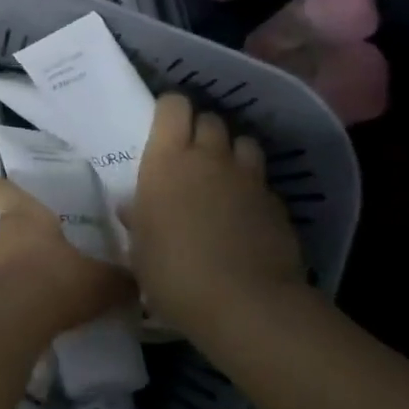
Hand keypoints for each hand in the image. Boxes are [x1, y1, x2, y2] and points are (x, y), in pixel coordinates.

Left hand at [0, 177, 136, 333]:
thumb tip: (134, 281)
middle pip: (6, 227)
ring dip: (17, 268)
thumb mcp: (102, 281)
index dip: (0, 189)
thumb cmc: (57, 282)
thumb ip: (119, 278)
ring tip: (44, 285)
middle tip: (49, 252)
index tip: (1, 189)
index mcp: (24, 215)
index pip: (0, 189)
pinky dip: (12, 294)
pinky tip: (35, 311)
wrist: (14, 323)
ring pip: (1, 258)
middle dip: (24, 238)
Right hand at [124, 94, 303, 336]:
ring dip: (231, 151)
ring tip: (221, 175)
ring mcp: (247, 177)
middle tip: (188, 155)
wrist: (244, 302)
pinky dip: (252, 186)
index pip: (173, 106)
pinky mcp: (276, 201)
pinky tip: (244, 211)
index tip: (163, 126)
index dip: (170, 110)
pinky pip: (261, 180)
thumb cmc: (173, 272)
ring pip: (243, 142)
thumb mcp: (140, 249)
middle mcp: (209, 157)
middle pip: (210, 119)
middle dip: (200, 129)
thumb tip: (132, 207)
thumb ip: (138, 220)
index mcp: (168, 160)